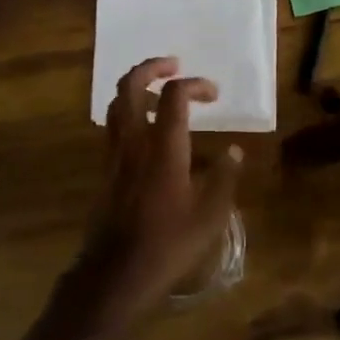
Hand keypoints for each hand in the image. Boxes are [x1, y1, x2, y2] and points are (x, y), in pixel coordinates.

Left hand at [67, 57, 242, 330]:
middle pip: (130, 85)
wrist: (115, 274)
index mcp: (163, 149)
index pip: (174, 96)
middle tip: (174, 66)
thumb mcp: (209, 217)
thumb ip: (223, 179)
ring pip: (115, 103)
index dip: (195, 84)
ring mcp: (114, 154)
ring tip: (159, 91)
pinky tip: (145, 127)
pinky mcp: (104, 169)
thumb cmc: (167, 246)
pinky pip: (112, 125)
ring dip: (136, 86)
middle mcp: (134, 142)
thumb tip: (234, 151)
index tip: (213, 94)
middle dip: (152, 67)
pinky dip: (127, 111)